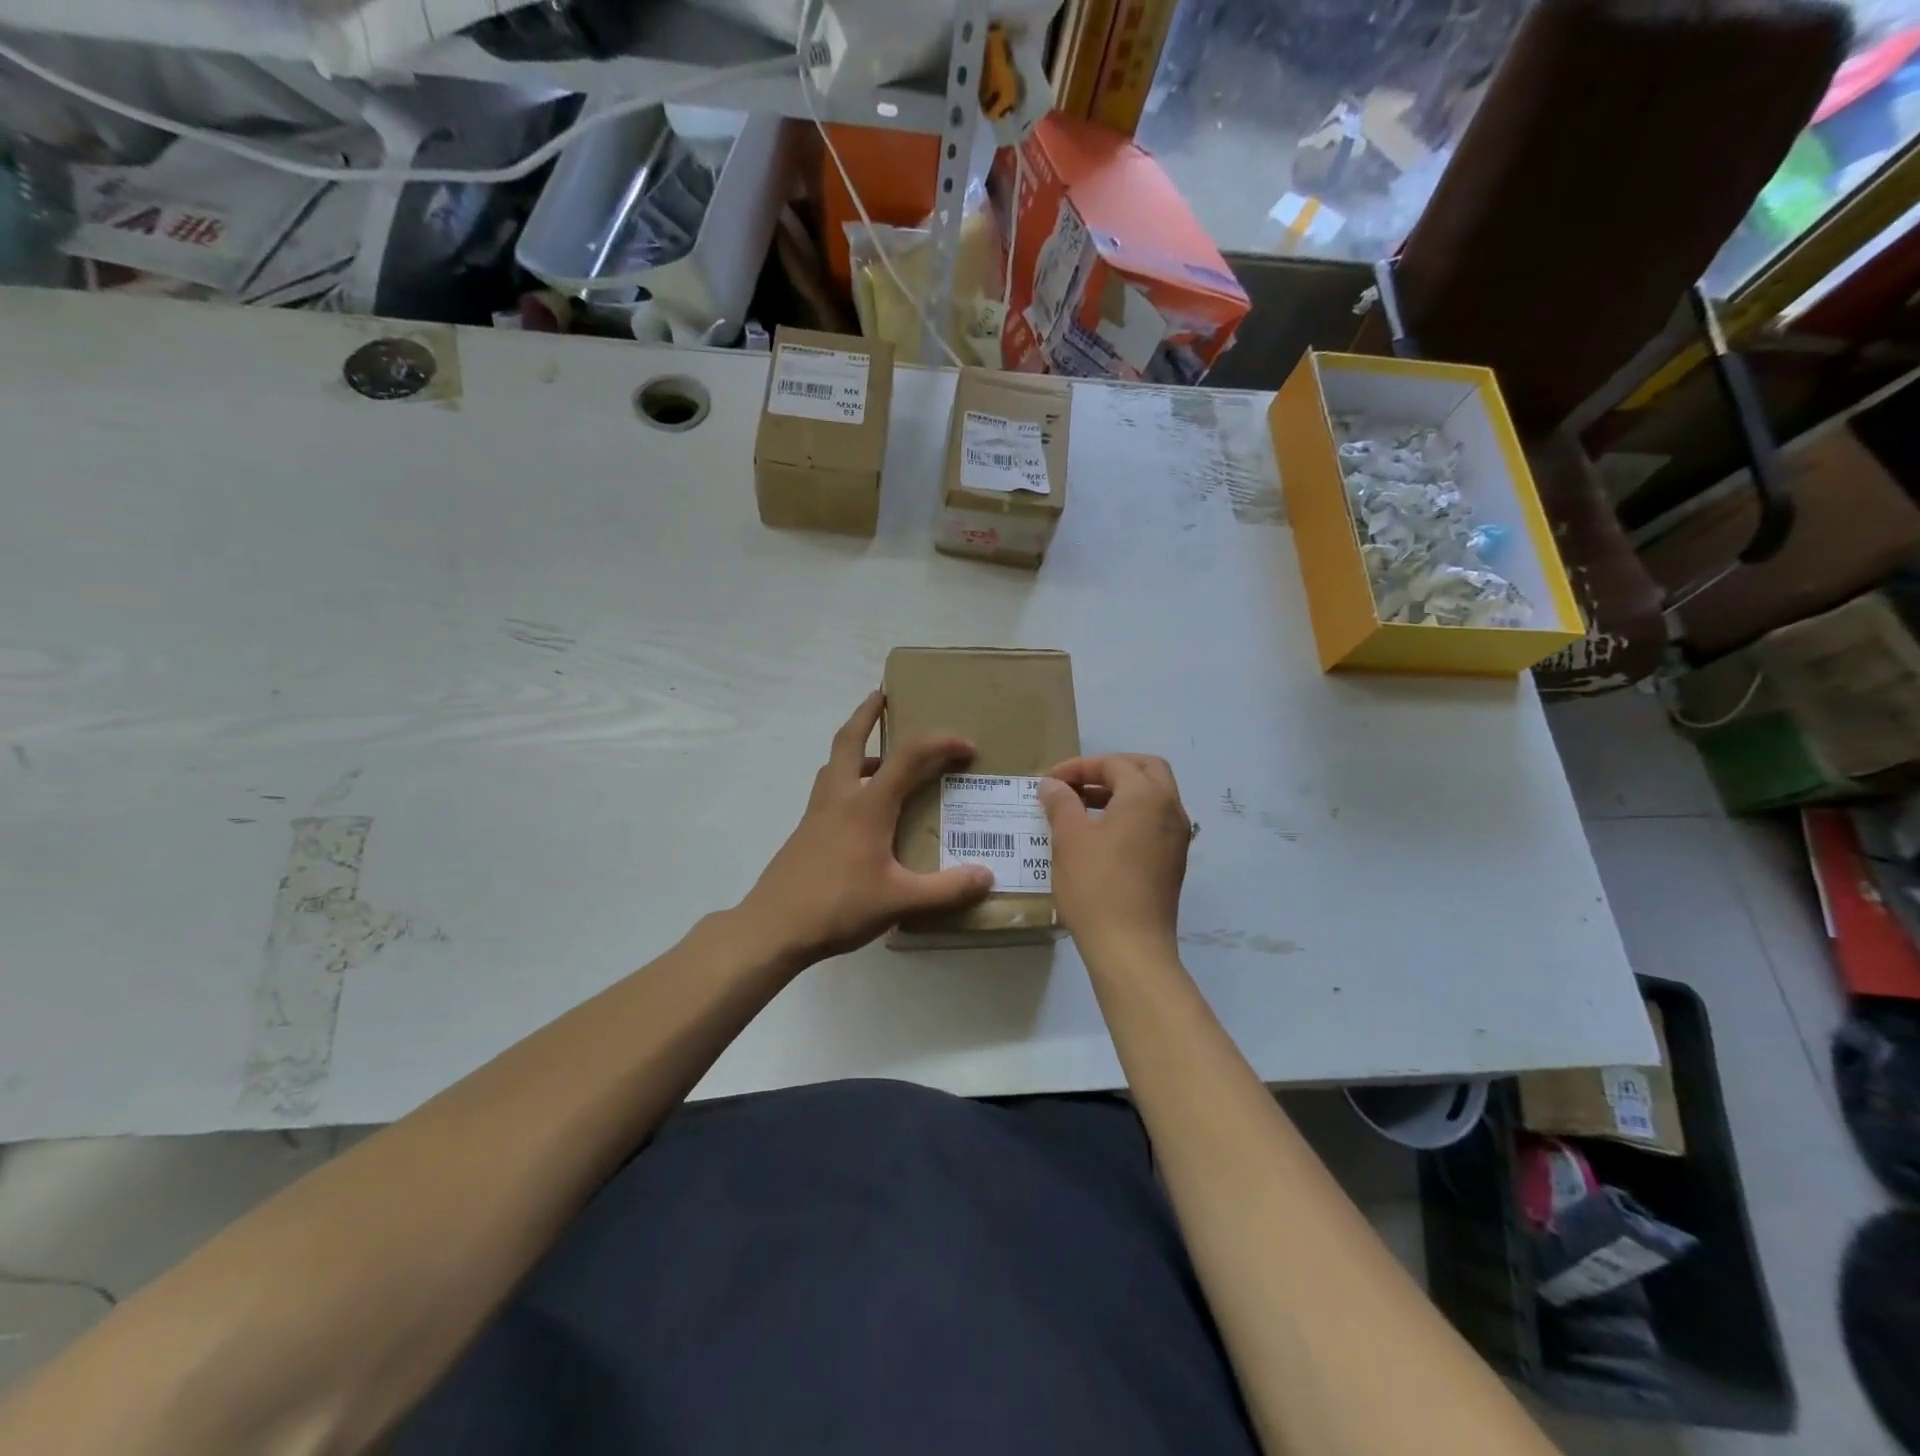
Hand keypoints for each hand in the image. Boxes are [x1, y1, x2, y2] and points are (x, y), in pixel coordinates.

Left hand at [735, 691, 994, 967]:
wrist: (773, 928)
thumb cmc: (838, 907)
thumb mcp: (900, 900)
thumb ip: (946, 889)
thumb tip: (987, 877)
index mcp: (867, 806)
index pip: (909, 757)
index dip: (940, 743)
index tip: (967, 746)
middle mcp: (839, 798)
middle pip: (848, 739)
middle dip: (866, 713)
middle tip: (882, 696)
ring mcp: (816, 814)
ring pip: (834, 764)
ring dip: (855, 748)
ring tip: (880, 756)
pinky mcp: (805, 833)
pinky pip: (829, 790)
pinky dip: (847, 781)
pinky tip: (862, 813)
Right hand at [1038, 755, 1189, 961]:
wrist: (1131, 947)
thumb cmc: (1096, 886)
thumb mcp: (1070, 839)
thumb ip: (1061, 803)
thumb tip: (1052, 785)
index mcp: (1147, 796)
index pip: (1114, 763)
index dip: (1079, 767)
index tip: (1050, 783)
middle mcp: (1170, 809)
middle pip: (1145, 769)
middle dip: (1109, 770)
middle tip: (1077, 785)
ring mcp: (1177, 837)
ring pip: (1153, 796)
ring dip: (1120, 793)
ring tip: (1082, 809)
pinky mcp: (1173, 861)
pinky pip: (1154, 821)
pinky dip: (1130, 815)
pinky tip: (1101, 836)